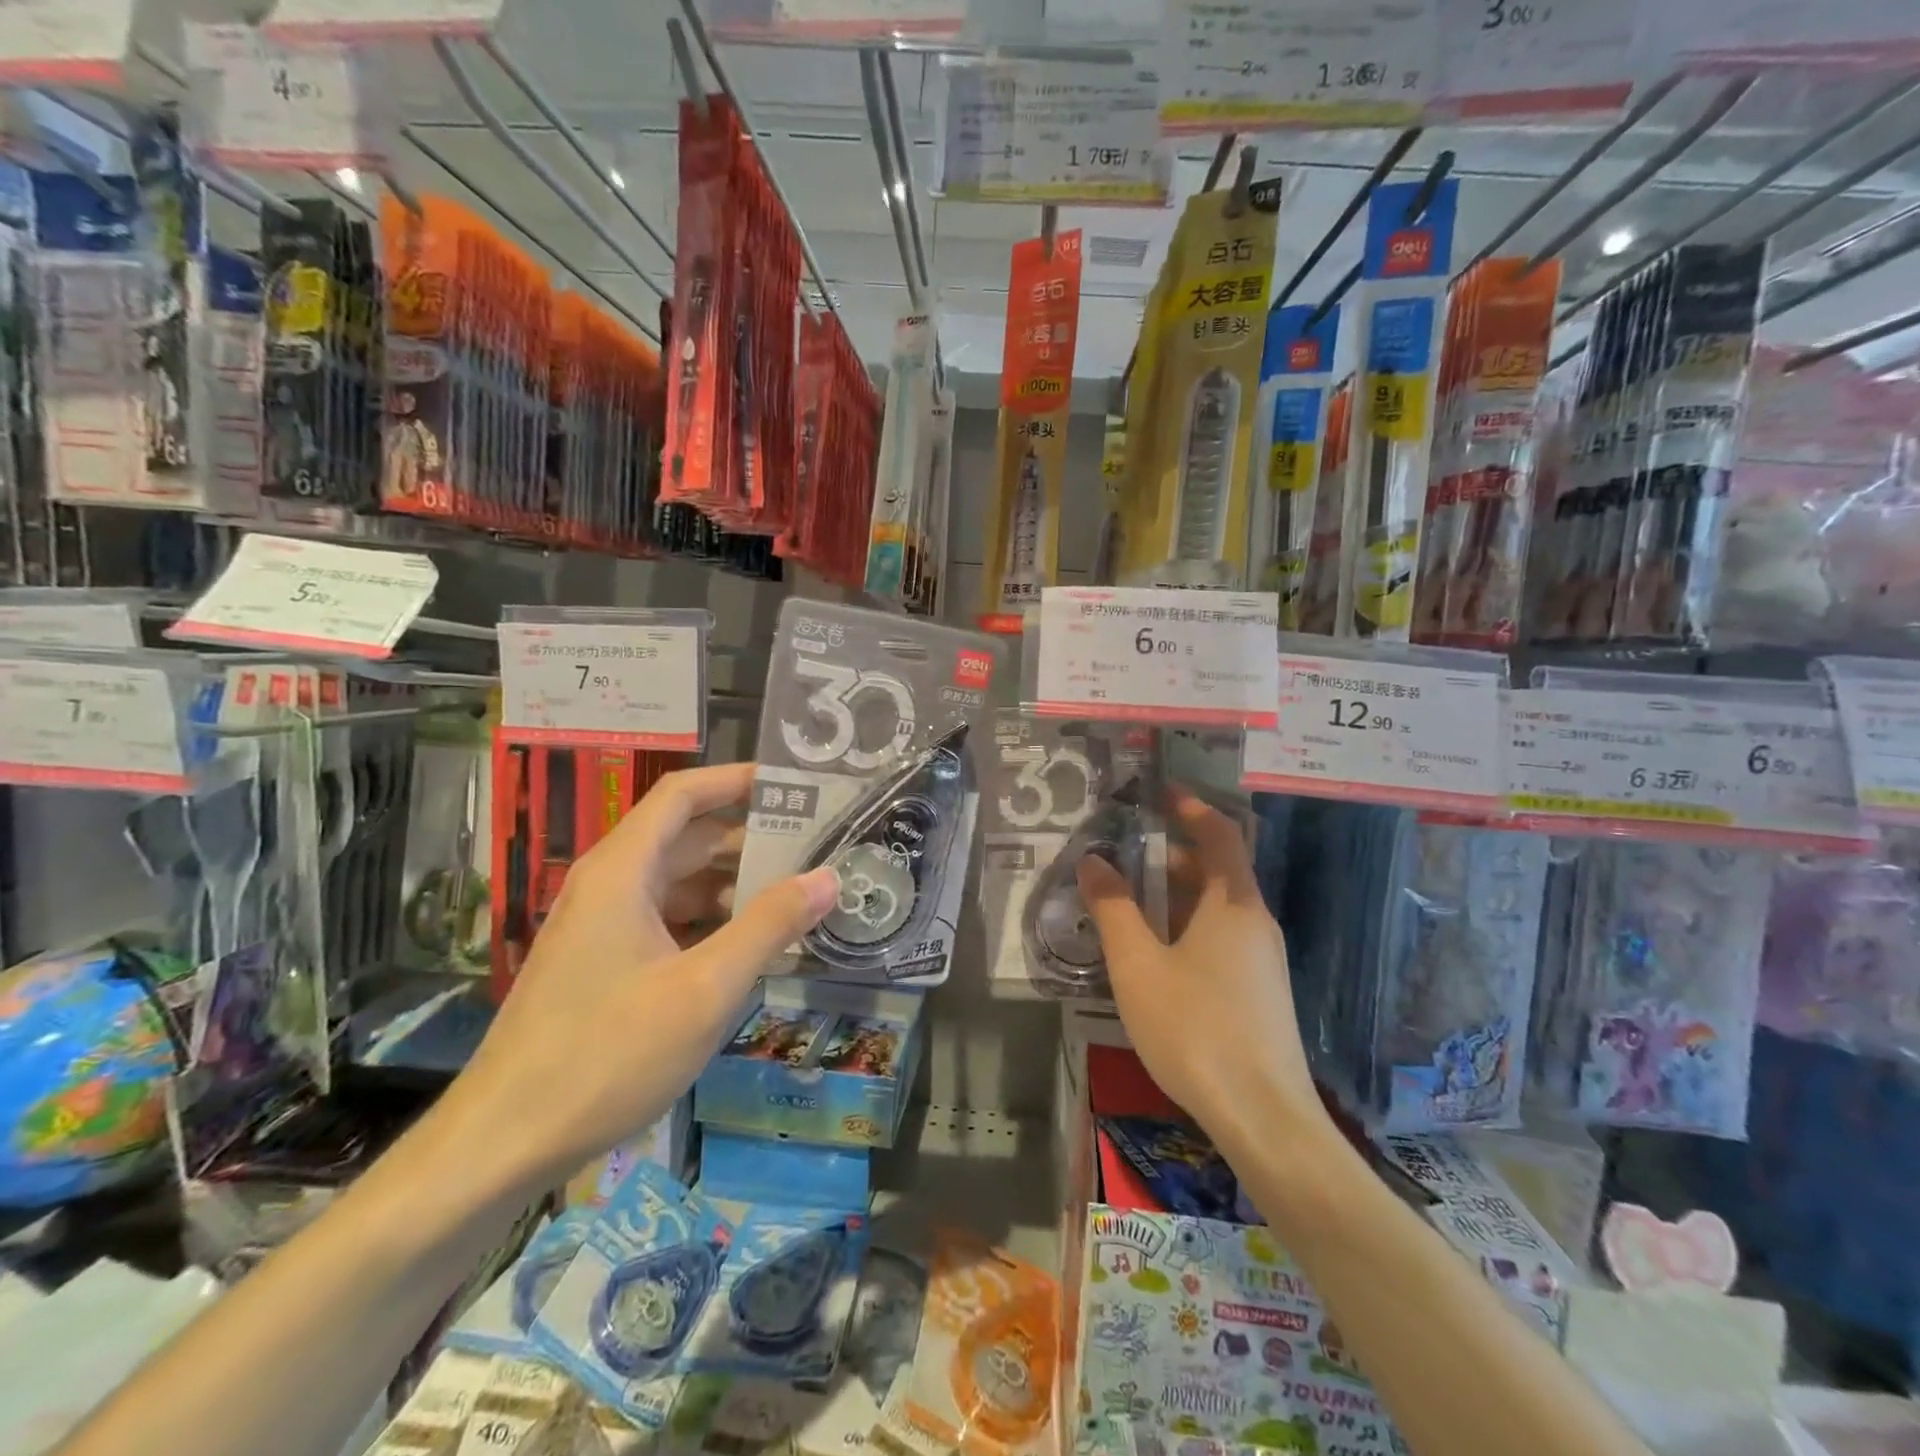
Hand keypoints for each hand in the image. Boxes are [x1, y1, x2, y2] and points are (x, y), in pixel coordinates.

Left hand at [454, 763, 839, 1192]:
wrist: (502, 1143)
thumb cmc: (607, 1054)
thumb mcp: (705, 988)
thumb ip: (770, 925)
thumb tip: (828, 876)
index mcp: (622, 870)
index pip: (683, 794)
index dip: (736, 780)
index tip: (793, 785)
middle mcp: (608, 884)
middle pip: (685, 836)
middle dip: (749, 837)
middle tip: (814, 845)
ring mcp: (601, 925)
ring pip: (677, 881)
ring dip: (732, 883)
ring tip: (796, 894)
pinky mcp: (601, 962)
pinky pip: (665, 919)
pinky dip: (710, 920)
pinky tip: (750, 945)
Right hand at [1077, 788, 1322, 1151]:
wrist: (1264, 1117)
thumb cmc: (1195, 1028)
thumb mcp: (1138, 965)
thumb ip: (1113, 908)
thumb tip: (1093, 861)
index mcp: (1234, 904)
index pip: (1221, 834)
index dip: (1192, 809)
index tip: (1159, 795)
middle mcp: (1256, 922)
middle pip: (1219, 870)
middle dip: (1173, 856)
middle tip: (1126, 856)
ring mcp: (1264, 960)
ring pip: (1219, 908)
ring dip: (1178, 895)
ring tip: (1130, 904)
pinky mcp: (1261, 991)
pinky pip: (1223, 937)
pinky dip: (1189, 926)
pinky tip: (1157, 955)